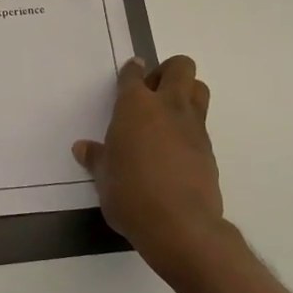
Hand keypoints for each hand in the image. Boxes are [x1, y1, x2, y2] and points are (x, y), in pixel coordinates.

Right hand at [74, 56, 237, 284]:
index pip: (134, 75)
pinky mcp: (209, 149)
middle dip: (168, 71)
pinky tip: (174, 148)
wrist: (179, 225)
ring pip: (199, 89)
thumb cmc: (130, 194)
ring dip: (186, 92)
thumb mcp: (104, 177)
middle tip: (152, 92)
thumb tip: (83, 148)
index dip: (131, 70)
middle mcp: (167, 107)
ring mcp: (193, 127)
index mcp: (135, 107)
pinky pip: (201, 123)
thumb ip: (96, 158)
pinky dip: (189, 126)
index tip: (131, 70)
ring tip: (167, 115)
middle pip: (180, 67)